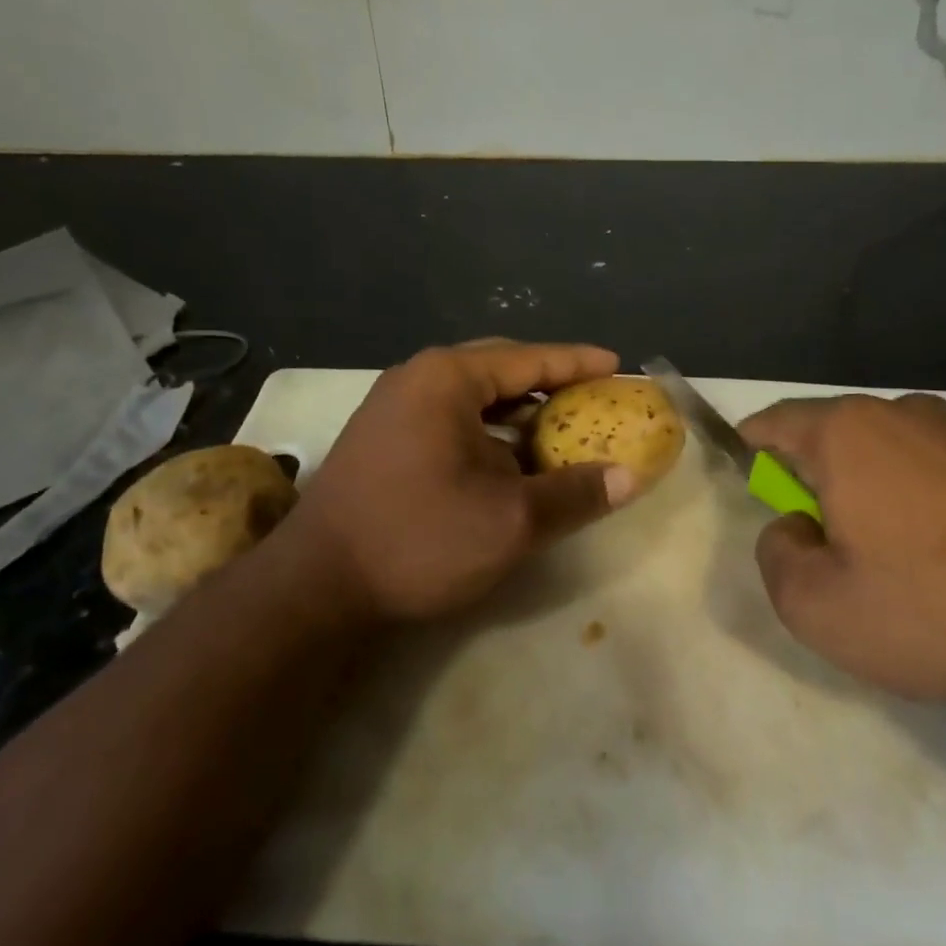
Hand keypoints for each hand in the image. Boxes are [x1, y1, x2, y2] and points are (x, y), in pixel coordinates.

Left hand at [281, 341, 635, 623]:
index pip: (530, 359)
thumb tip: (629, 478)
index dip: (579, 363)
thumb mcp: (511, 521)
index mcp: (448, 379)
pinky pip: (450, 418)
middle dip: (549, 384)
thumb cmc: (418, 539)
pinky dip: (487, 432)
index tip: (617, 365)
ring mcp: (393, 408)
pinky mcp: (382, 438)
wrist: (315, 586)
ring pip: (472, 396)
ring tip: (559, 431)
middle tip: (592, 399)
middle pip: (500, 369)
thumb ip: (574, 494)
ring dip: (517, 412)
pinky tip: (508, 460)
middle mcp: (417, 379)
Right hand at [739, 395, 945, 710]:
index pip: (776, 421)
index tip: (753, 481)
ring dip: (868, 483)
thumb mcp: (813, 606)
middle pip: (832, 433)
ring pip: (887, 447)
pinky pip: (936, 464)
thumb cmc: (929, 614)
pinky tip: (942, 549)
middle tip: (823, 537)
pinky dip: (918, 492)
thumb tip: (796, 527)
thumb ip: (775, 553)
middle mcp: (904, 413)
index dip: (754, 448)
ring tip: (887, 549)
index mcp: (848, 433)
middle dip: (815, 474)